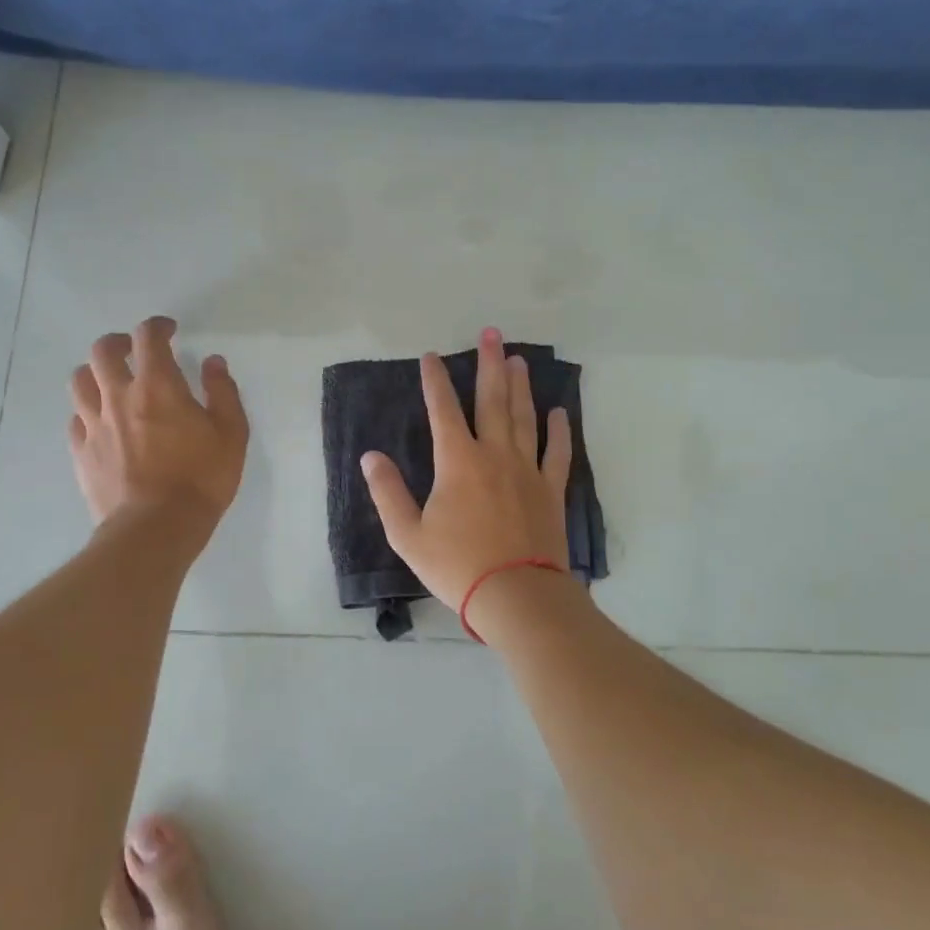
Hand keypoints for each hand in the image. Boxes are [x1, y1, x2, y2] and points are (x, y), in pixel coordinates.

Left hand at [68, 317, 248, 535]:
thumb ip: (222, 391)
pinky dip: (88, 411)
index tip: (169, 331)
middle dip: (118, 343)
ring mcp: (94, 425)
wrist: (155, 528)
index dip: (157, 326)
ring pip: (80, 381)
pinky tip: (102, 422)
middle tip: (133, 351)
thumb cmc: (200, 478)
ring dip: (95, 373)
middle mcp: (119, 397)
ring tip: (111, 382)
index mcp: (157, 386)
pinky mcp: (82, 453)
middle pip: (102, 352)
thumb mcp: (231, 433)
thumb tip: (213, 362)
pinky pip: (76, 420)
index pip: (147, 337)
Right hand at [360, 326, 572, 607]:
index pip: (443, 410)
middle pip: (492, 400)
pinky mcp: (550, 490)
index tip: (431, 357)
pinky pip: (557, 452)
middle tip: (492, 334)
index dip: (436, 381)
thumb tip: (370, 456)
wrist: (516, 596)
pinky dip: (558, 430)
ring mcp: (527, 470)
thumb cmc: (457, 566)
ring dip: (521, 386)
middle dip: (489, 365)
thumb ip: (388, 492)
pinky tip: (559, 411)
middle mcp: (494, 455)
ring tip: (519, 359)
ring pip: (524, 418)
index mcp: (457, 462)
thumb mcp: (408, 534)